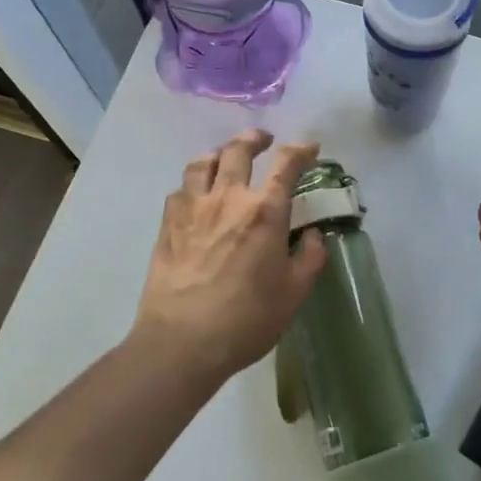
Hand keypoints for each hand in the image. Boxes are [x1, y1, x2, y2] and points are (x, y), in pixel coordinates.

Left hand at [132, 130, 326, 382]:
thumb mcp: (293, 294)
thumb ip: (309, 258)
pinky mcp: (168, 224)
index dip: (301, 150)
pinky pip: (180, 188)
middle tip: (264, 141)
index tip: (310, 148)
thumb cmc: (246, 319)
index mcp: (264, 212)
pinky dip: (194, 182)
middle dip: (255, 139)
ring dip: (219, 154)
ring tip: (226, 159)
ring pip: (203, 162)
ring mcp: (193, 208)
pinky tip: (197, 194)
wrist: (181, 342)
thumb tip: (313, 236)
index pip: (286, 164)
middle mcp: (228, 198)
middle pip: (238, 150)